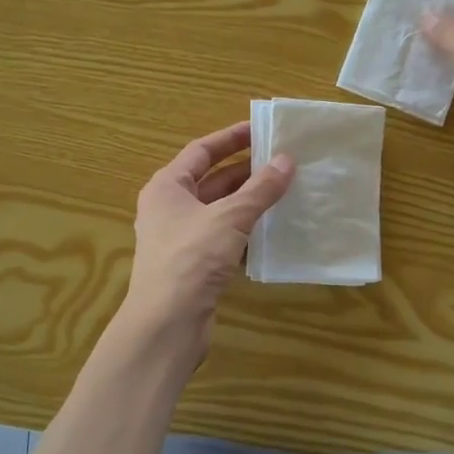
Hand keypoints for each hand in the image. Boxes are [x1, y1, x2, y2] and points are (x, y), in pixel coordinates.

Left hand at [123, 121, 293, 349]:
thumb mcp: (229, 218)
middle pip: (211, 180)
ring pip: (219, 210)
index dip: (231, 138)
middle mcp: (169, 208)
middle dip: (245, 171)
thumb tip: (286, 160)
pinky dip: (245, 230)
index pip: (201, 151)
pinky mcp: (193, 265)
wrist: (167, 323)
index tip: (262, 130)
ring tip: (285, 190)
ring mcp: (180, 238)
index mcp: (167, 187)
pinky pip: (223, 237)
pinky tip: (273, 229)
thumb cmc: (191, 259)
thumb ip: (259, 189)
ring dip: (248, 201)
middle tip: (282, 161)